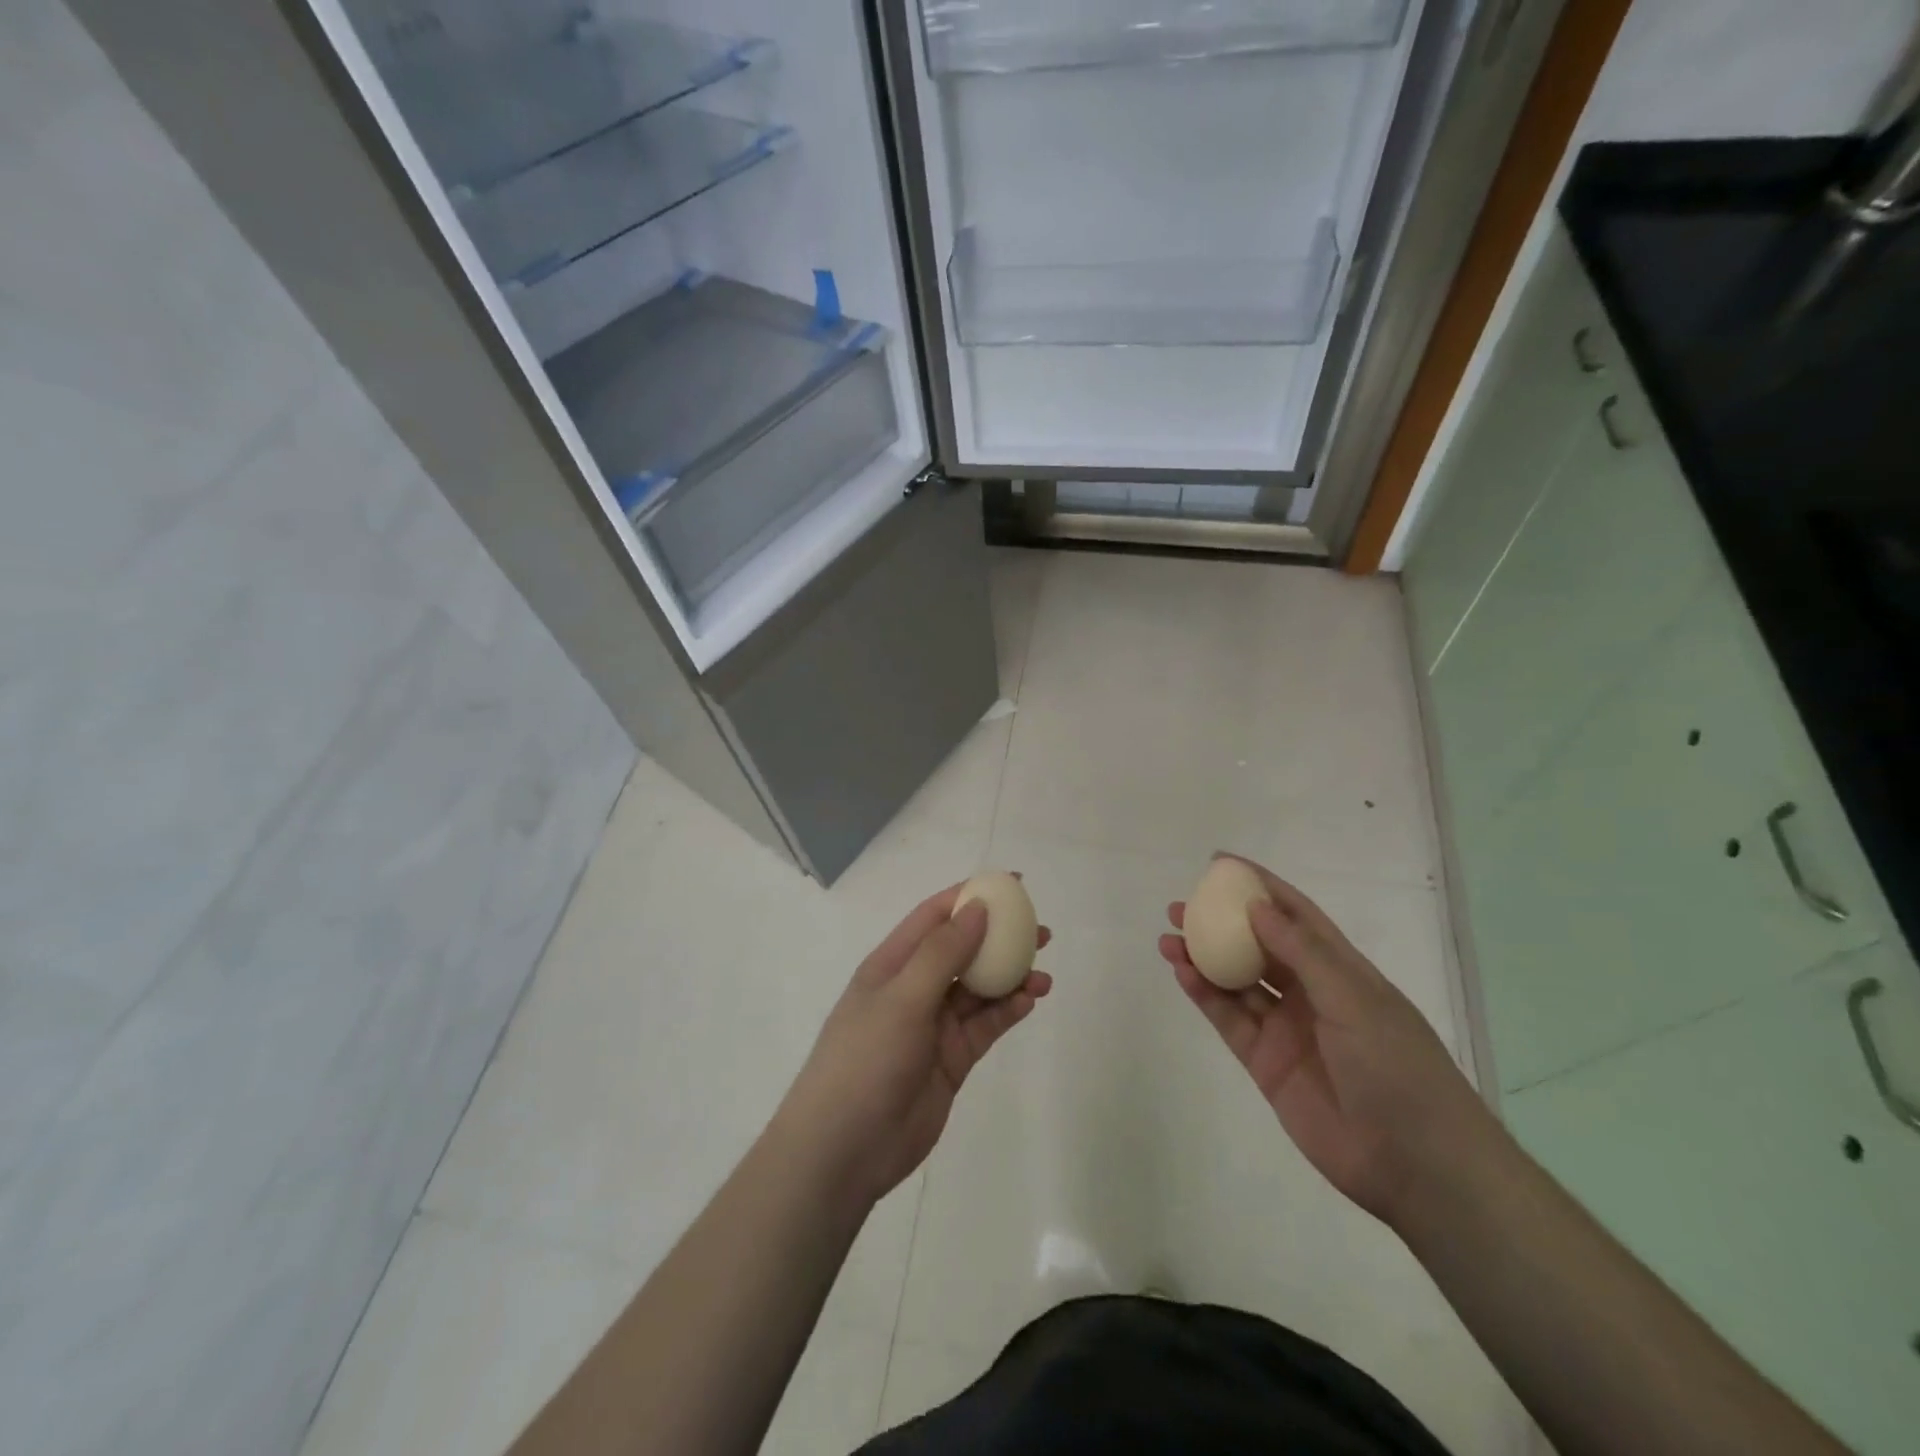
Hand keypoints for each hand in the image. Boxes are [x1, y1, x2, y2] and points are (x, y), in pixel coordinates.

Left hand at [780, 883, 1052, 1209]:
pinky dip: (1007, 1011)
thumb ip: (942, 953)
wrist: (845, 1150)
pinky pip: (984, 1025)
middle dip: (1000, 937)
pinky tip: (1030, 1001)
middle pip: (963, 951)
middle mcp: (914, 988)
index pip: (935, 916)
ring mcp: (933, 1025)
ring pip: (979, 989)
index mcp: (892, 964)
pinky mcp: (951, 1059)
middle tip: (1041, 932)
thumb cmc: (865, 1060)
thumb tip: (977, 908)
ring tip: (1044, 974)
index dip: (971, 896)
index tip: (1012, 885)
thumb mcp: (902, 998)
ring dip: (1010, 978)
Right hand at [1158, 856, 1491, 1225]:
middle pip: (1256, 947)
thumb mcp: (1355, 999)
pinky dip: (1204, 996)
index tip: (1221, 865)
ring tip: (1168, 938)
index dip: (1260, 887)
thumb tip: (1257, 905)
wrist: (1416, 1164)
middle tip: (1180, 907)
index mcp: (1341, 970)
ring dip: (1203, 959)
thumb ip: (1302, 952)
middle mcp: (1310, 993)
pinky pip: (1229, 1020)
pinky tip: (1182, 973)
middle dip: (1220, 923)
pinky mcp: (1265, 1063)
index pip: (1295, 915)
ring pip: (1236, 982)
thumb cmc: (1397, 1067)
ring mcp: (1286, 1029)